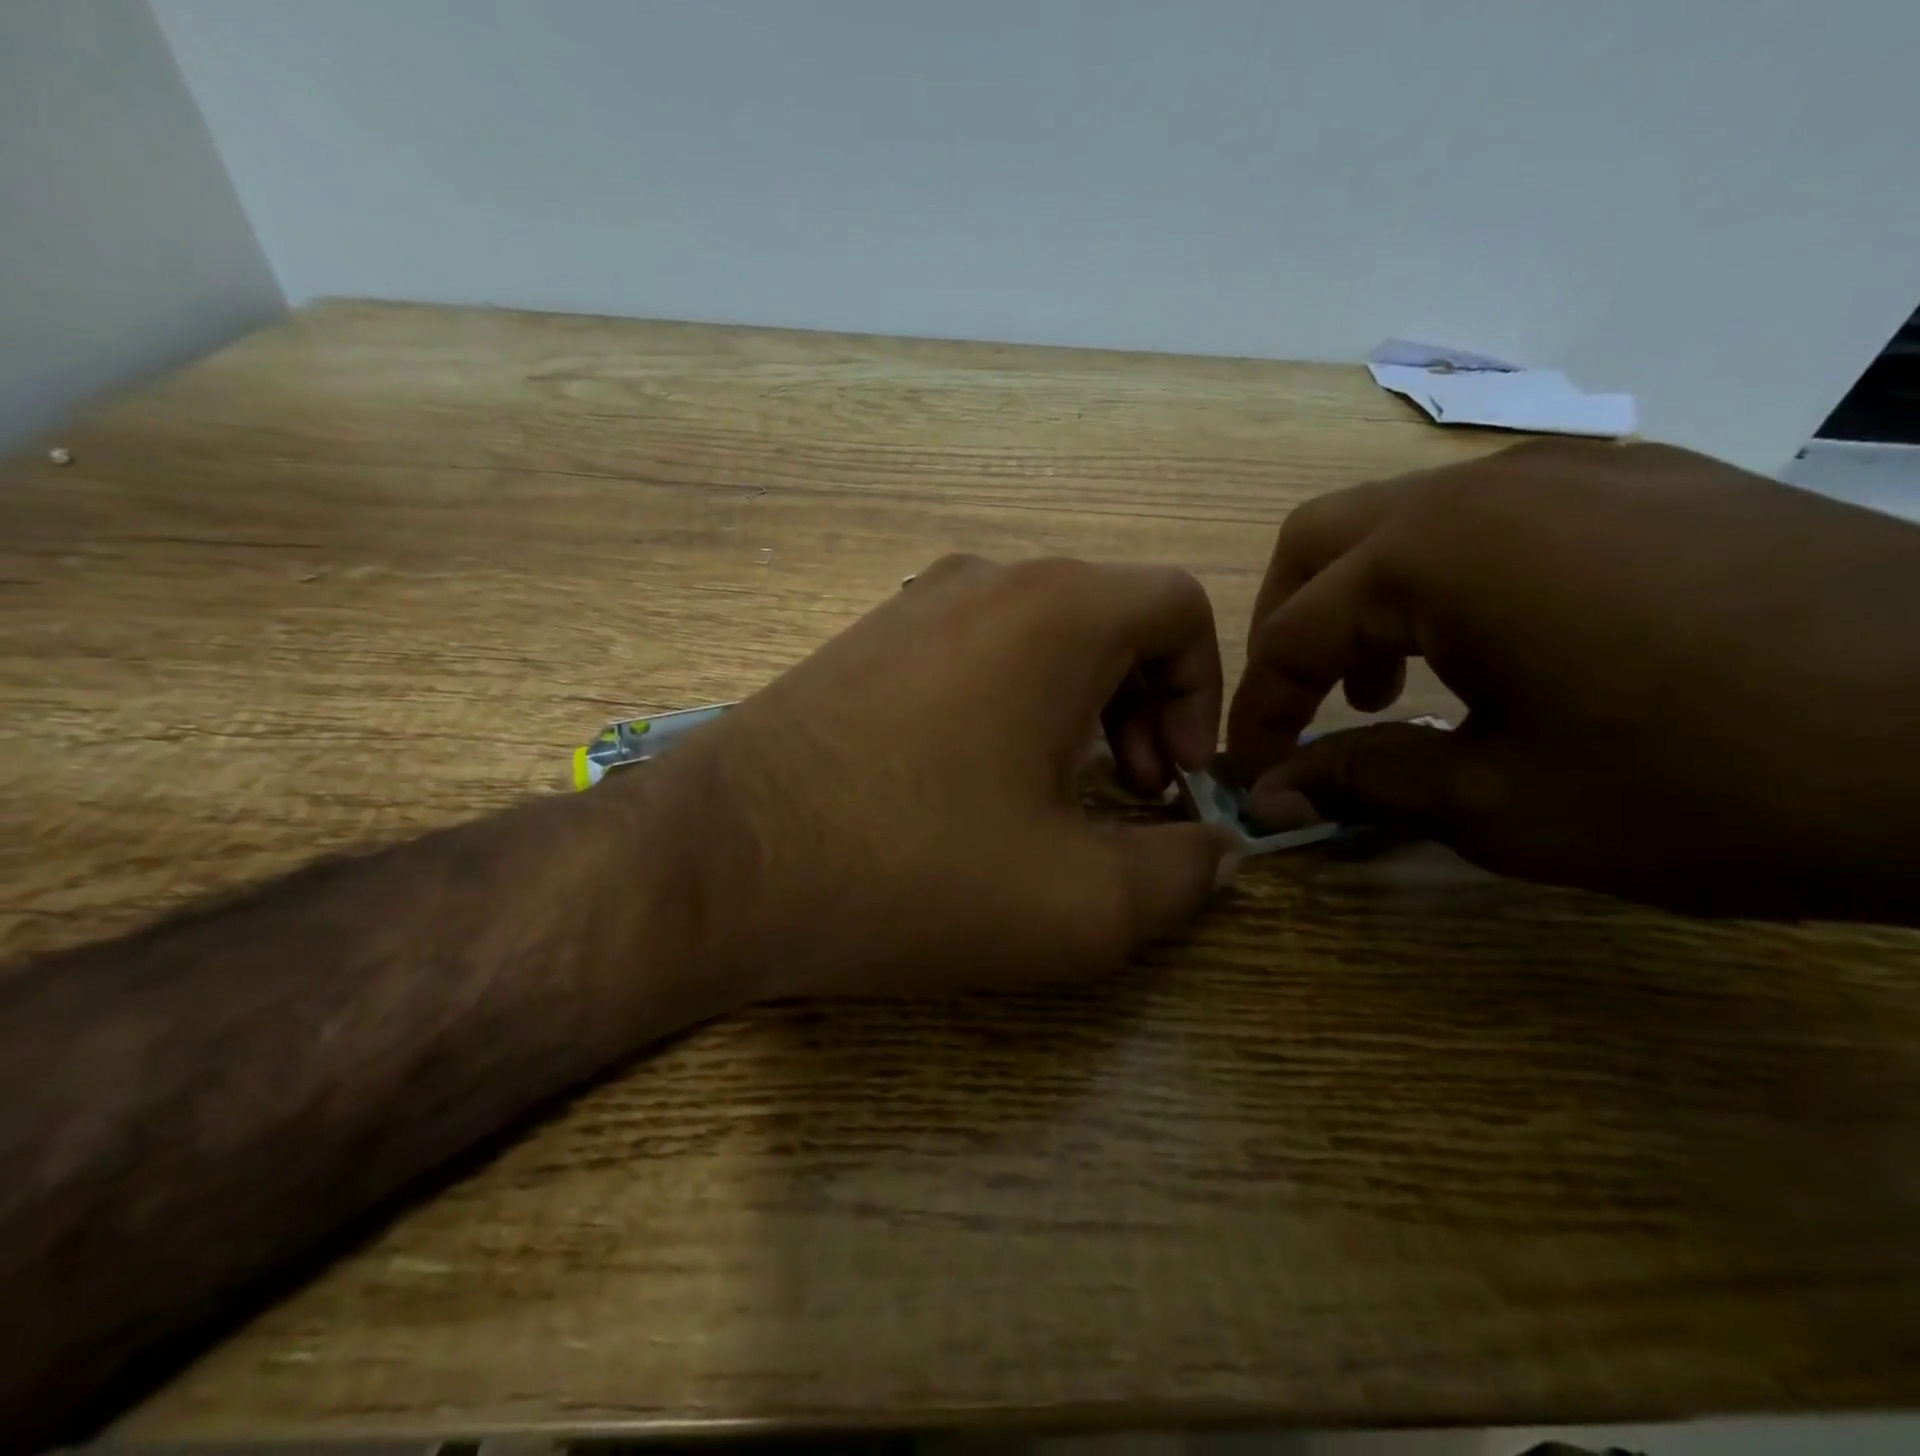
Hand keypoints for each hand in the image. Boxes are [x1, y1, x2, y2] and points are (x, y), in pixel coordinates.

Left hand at [645, 555, 1239, 999]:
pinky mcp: (862, 641)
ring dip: (1075, 708)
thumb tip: (1213, 851)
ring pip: (1039, 635)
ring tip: (1051, 796)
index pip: (1179, 608)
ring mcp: (913, 602)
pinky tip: (970, 782)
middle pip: (1111, 620)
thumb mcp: (1079, 904)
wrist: (719, 862)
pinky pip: (972, 651)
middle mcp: (987, 579)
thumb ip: (1181, 875)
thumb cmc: (913, 871)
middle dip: (1142, 707)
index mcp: (1056, 611)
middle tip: (1123, 795)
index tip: (1170, 782)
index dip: (1202, 695)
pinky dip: (1006, 703)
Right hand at [1224, 440, 1919, 920]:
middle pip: (1320, 543)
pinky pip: (1489, 518)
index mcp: (1436, 556)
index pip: (1292, 634)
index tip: (1252, 772)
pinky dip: (1443, 582)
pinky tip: (1490, 649)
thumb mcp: (1505, 806)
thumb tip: (1270, 794)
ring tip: (1388, 690)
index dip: (1259, 712)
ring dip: (1362, 604)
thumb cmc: (1717, 783)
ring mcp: (1570, 468)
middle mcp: (1483, 485)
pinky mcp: (1640, 478)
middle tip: (1300, 710)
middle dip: (1286, 631)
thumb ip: (1364, 783)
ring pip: (1400, 521)